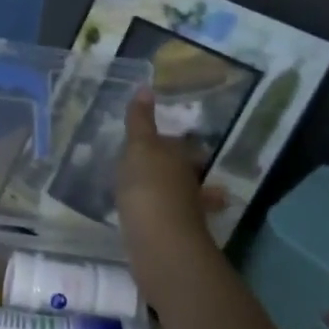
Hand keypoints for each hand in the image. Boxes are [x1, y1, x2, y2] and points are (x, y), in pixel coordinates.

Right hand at [115, 90, 227, 308]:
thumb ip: (140, 122)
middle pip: (183, 173)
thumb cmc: (148, 187)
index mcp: (180, 159)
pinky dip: (158, 220)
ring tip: (147, 197)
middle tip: (154, 169)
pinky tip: (144, 224)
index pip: (177, 146)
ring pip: (178, 199)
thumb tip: (146, 87)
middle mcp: (189, 184)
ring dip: (168, 197)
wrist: (159, 241)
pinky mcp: (173, 238)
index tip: (156, 143)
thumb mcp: (139, 148)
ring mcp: (184, 213)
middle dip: (174, 171)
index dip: (168, 144)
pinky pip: (165, 223)